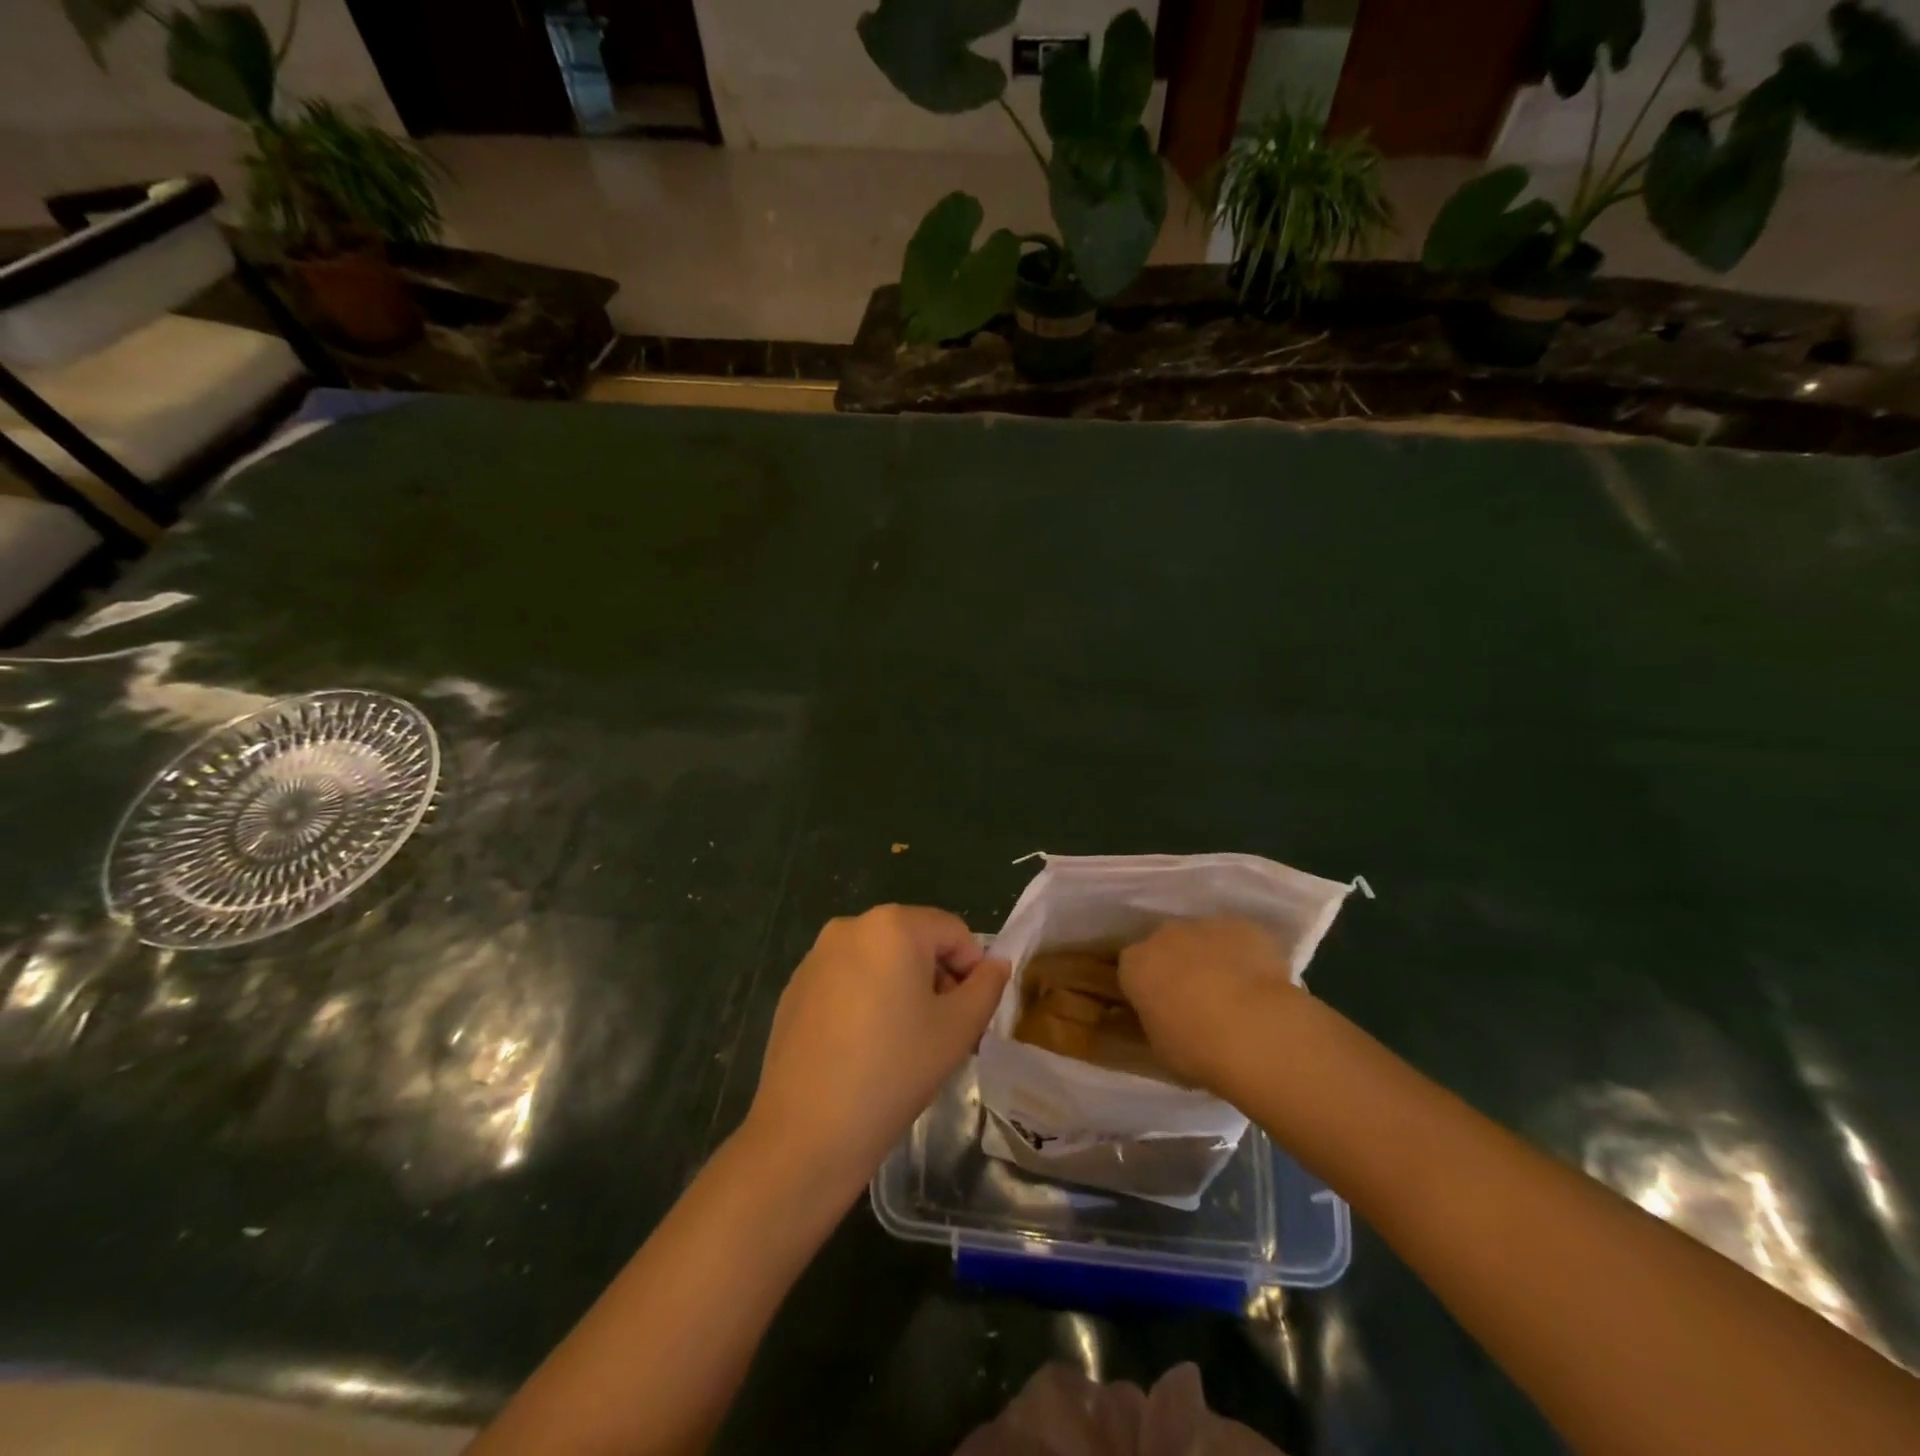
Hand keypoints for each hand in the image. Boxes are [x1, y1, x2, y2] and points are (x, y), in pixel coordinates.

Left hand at [745, 905, 1008, 1192]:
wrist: (807, 1131)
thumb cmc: (894, 1070)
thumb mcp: (958, 1029)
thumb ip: (987, 986)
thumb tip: (996, 964)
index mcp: (893, 925)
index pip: (954, 932)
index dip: (972, 970)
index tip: (969, 1017)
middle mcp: (850, 927)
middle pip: (915, 941)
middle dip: (936, 979)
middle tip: (941, 1032)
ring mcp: (816, 956)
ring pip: (880, 961)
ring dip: (902, 989)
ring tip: (903, 1043)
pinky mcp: (795, 987)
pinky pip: (847, 980)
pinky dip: (865, 1000)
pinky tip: (863, 1049)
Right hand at [1119, 917, 1299, 1091]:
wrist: (1255, 1029)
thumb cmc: (1197, 1047)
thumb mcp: (1160, 1045)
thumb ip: (1157, 1019)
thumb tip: (1168, 1015)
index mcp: (1135, 964)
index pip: (1132, 970)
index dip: (1147, 988)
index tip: (1161, 1009)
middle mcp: (1164, 935)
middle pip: (1166, 946)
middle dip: (1177, 966)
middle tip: (1197, 1001)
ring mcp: (1204, 926)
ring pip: (1202, 939)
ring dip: (1211, 958)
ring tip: (1234, 996)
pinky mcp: (1242, 926)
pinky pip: (1238, 940)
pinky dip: (1244, 956)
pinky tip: (1259, 986)